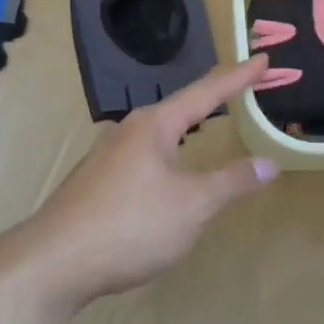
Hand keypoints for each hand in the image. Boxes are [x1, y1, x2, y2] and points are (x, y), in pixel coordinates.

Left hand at [13, 56, 278, 306]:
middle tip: (240, 90)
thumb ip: (231, 182)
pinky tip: (167, 174)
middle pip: (179, 108)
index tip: (263, 60)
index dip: (238, 78)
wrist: (54, 263)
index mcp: (154, 125)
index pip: (206, 93)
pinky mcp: (96, 182)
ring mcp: (107, 156)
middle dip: (211, 100)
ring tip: (206, 124)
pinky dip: (168, 155)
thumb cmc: (130, 225)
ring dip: (186, 128)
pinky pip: (143, 158)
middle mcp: (128, 131)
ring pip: (157, 134)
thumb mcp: (192, 205)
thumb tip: (269, 163)